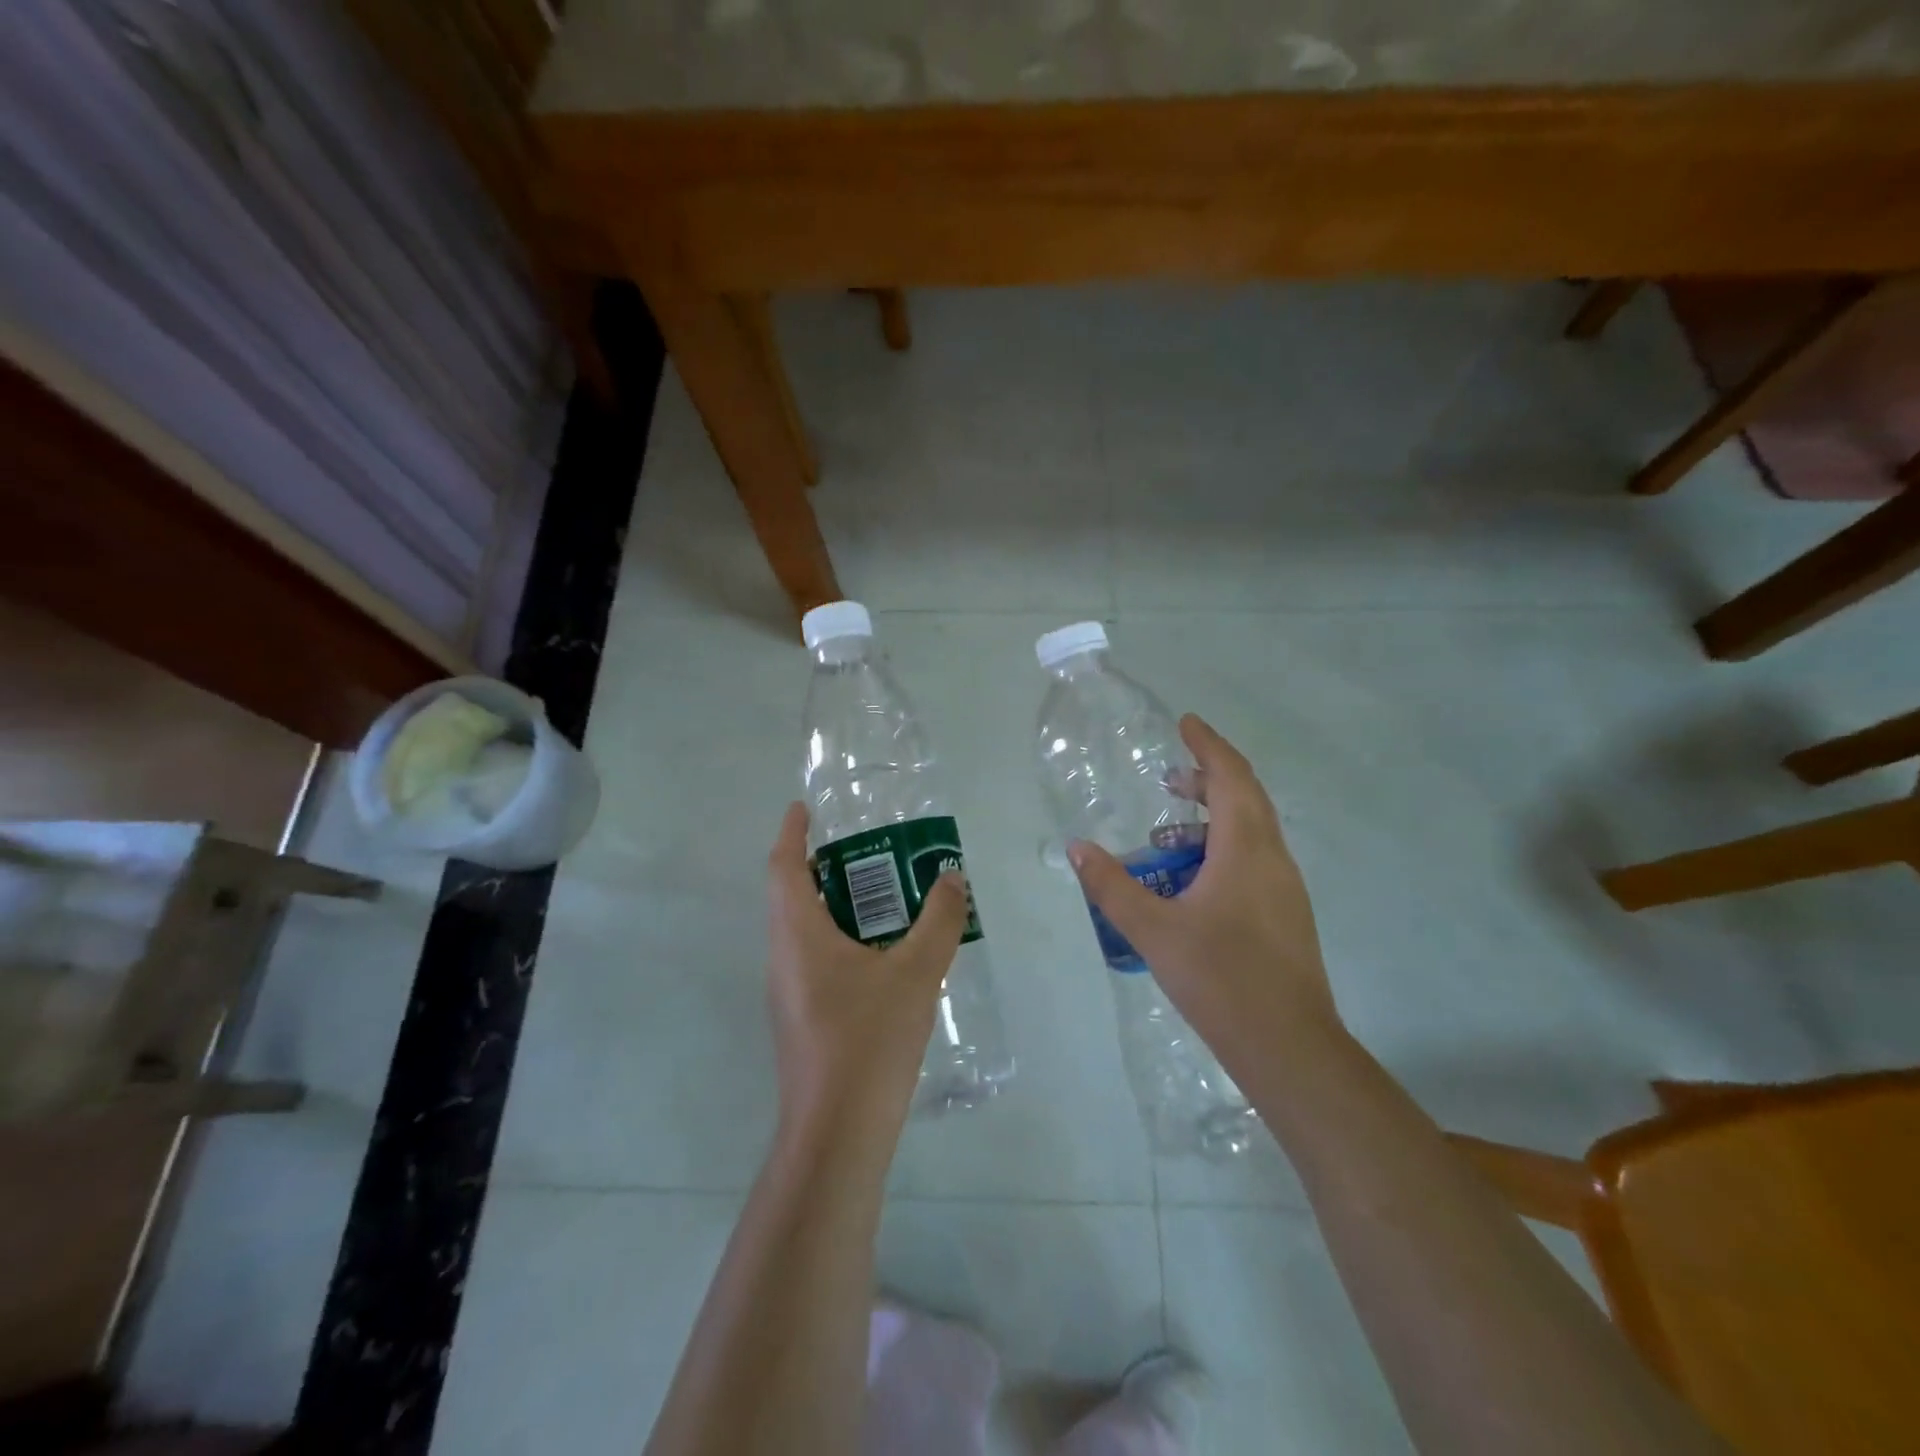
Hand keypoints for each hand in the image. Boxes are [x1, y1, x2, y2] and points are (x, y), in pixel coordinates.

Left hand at [766, 802, 969, 1147]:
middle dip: (823, 867)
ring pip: (805, 932)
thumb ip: (938, 921)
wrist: (838, 1134)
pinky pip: (817, 961)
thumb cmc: (868, 1041)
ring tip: (884, 897)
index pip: (783, 867)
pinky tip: (884, 957)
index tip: (804, 807)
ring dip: (835, 906)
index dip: (792, 833)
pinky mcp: (803, 1020)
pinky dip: (842, 941)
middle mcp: (784, 958)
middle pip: (793, 897)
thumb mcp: (915, 973)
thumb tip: (952, 879)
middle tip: (867, 850)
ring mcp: (789, 993)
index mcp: (798, 935)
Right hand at [1067, 715, 1341, 1064]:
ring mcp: (1285, 889)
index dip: (1208, 745)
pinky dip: (1222, 850)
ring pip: (1251, 833)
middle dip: (1208, 779)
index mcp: (1246, 849)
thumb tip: (1078, 847)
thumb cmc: (1221, 980)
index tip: (1186, 723)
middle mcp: (1273, 859)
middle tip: (1169, 778)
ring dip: (1213, 820)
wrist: (1289, 1047)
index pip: (1231, 777)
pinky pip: (1254, 861)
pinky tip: (1191, 884)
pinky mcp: (1286, 915)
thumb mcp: (1154, 930)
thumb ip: (1112, 886)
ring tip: (1166, 839)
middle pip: (1246, 799)